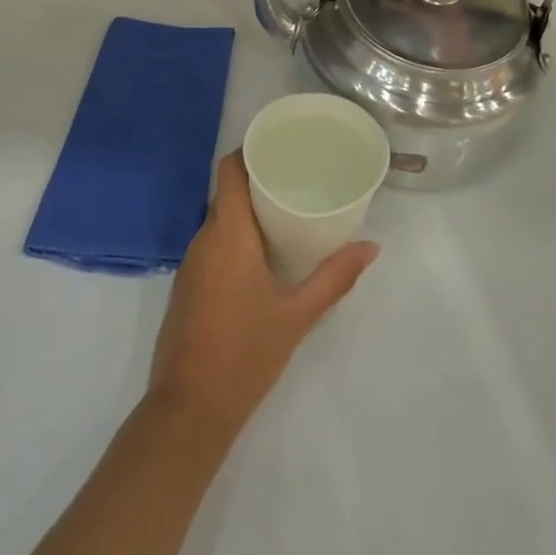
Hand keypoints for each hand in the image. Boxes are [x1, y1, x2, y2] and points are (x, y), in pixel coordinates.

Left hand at [148, 153, 377, 435]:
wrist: (190, 407)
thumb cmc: (247, 353)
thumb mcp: (298, 315)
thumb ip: (334, 277)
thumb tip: (370, 247)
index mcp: (228, 233)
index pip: (228, 170)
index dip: (248, 152)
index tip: (277, 147)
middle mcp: (203, 238)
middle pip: (226, 193)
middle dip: (256, 183)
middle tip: (293, 182)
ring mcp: (190, 262)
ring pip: (218, 221)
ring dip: (245, 214)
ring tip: (281, 215)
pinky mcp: (185, 285)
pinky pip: (210, 246)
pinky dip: (232, 240)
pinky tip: (257, 257)